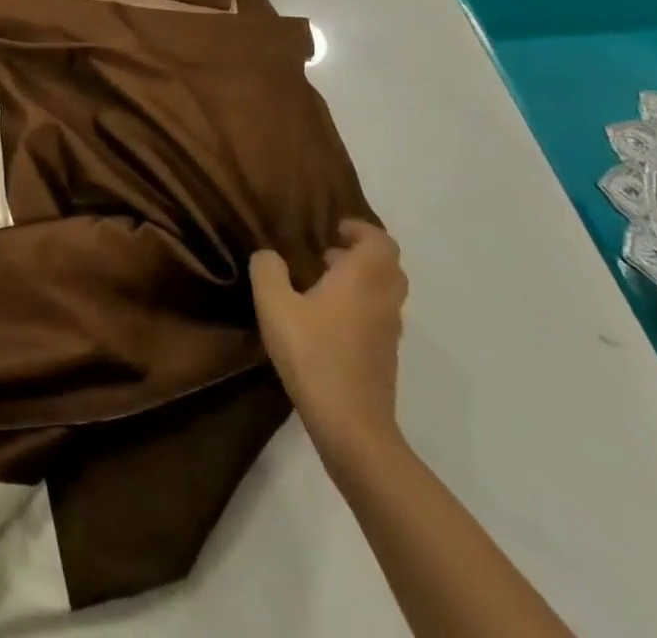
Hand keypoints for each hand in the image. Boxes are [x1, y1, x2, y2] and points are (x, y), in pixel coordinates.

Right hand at [250, 220, 407, 458]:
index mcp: (363, 278)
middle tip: (328, 255)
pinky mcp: (385, 358)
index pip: (380, 241)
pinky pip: (379, 317)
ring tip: (322, 285)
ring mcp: (388, 332)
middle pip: (388, 266)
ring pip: (385, 293)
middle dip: (361, 254)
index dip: (360, 230)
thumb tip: (269, 256)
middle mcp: (383, 300)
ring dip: (361, 281)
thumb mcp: (274, 304)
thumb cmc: (313, 354)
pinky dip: (361, 307)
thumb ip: (268, 270)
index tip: (333, 230)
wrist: (351, 426)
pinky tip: (327, 321)